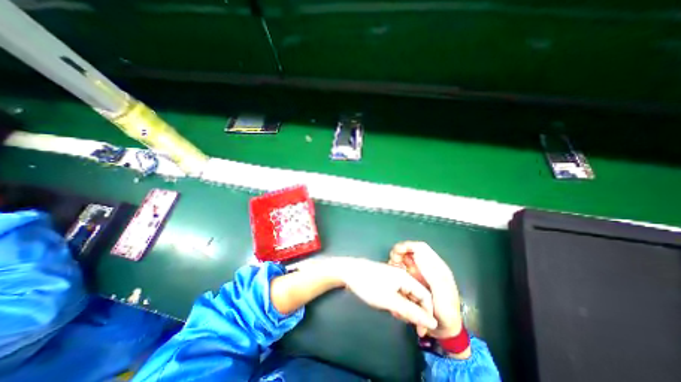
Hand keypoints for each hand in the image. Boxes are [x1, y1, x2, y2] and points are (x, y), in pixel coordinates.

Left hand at [291, 256, 438, 334]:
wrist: (345, 270)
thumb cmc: (365, 282)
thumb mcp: (389, 298)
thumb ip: (409, 308)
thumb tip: (428, 319)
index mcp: (402, 275)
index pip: (424, 294)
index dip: (427, 310)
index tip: (426, 327)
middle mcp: (398, 273)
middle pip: (416, 294)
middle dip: (415, 309)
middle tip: (408, 322)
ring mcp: (389, 274)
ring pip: (405, 293)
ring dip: (405, 306)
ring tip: (398, 315)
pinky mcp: (382, 278)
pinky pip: (396, 291)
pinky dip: (396, 302)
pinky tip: (390, 307)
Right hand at [388, 244, 461, 338]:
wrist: (444, 329)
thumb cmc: (445, 312)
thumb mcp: (442, 294)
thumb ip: (432, 274)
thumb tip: (418, 255)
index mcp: (436, 266)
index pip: (421, 248)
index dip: (408, 246)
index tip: (396, 251)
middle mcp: (426, 266)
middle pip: (410, 250)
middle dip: (399, 252)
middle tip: (392, 261)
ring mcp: (419, 273)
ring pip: (404, 258)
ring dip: (396, 260)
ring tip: (391, 268)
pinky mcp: (413, 279)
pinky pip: (401, 268)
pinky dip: (395, 269)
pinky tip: (393, 275)